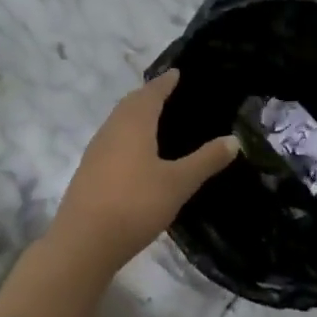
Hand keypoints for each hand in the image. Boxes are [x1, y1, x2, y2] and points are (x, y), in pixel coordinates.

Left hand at [48, 71, 234, 272]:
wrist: (82, 243)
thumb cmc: (135, 204)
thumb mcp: (178, 183)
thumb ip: (206, 160)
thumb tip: (234, 139)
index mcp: (134, 123)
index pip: (151, 93)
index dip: (165, 82)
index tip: (177, 72)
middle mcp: (112, 129)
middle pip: (131, 103)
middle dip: (149, 95)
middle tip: (168, 92)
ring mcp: (96, 151)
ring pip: (118, 121)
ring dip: (135, 114)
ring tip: (155, 119)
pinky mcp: (88, 171)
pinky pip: (111, 140)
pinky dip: (126, 134)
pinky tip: (136, 153)